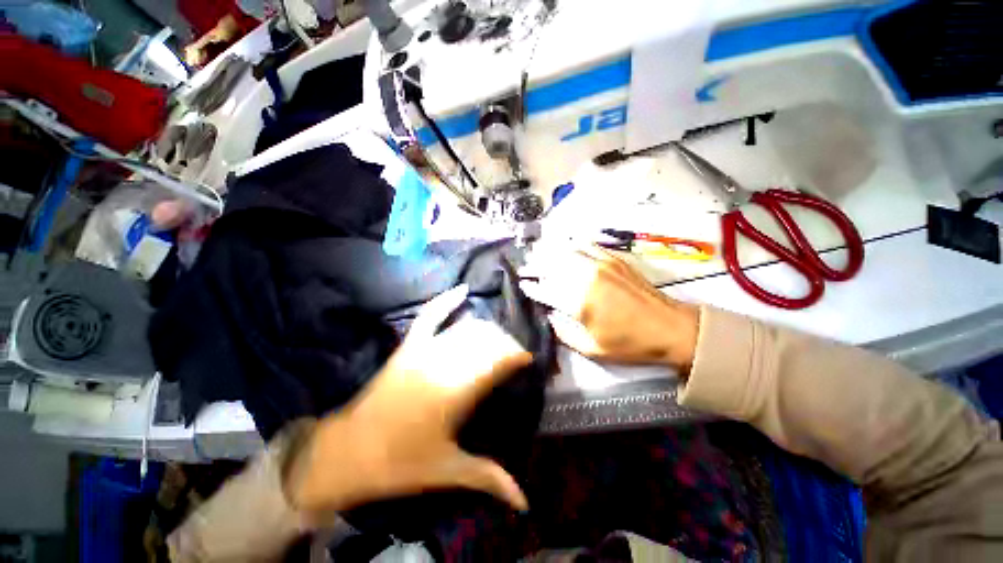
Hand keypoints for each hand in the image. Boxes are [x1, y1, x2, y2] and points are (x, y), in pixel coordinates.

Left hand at [288, 285, 532, 514]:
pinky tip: (462, 290)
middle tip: (514, 353)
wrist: (348, 451)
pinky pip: (430, 316)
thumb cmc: (400, 463)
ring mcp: (424, 350)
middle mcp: (444, 363)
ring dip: (487, 329)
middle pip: (485, 340)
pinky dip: (446, 301)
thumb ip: (489, 478)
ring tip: (498, 338)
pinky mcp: (408, 346)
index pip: (498, 360)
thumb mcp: (448, 471)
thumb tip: (524, 501)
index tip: (529, 359)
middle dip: (505, 343)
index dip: (517, 355)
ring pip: (466, 328)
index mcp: (456, 391)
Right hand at [519, 243, 699, 370]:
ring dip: (551, 251)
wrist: (671, 328)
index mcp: (579, 301)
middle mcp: (586, 277)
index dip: (531, 287)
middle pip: (552, 264)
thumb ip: (564, 333)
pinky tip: (567, 245)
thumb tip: (549, 317)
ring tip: (540, 252)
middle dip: (535, 264)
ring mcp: (601, 264)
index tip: (522, 284)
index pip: (545, 289)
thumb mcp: (592, 349)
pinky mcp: (614, 259)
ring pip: (567, 250)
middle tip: (526, 266)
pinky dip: (574, 244)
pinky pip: (588, 245)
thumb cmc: (630, 344)